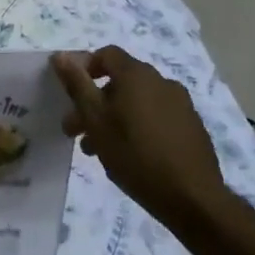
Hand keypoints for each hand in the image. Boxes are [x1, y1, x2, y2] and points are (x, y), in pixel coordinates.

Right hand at [52, 47, 227, 229]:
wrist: (193, 199)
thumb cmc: (136, 155)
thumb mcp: (96, 120)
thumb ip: (77, 85)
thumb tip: (61, 55)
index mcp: (137, 74)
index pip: (106, 54)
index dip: (85, 68)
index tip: (70, 94)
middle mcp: (161, 81)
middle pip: (120, 81)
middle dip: (94, 102)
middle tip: (76, 131)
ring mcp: (180, 104)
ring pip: (137, 102)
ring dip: (113, 118)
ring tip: (97, 150)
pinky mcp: (192, 127)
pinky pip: (156, 117)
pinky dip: (137, 127)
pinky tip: (129, 156)